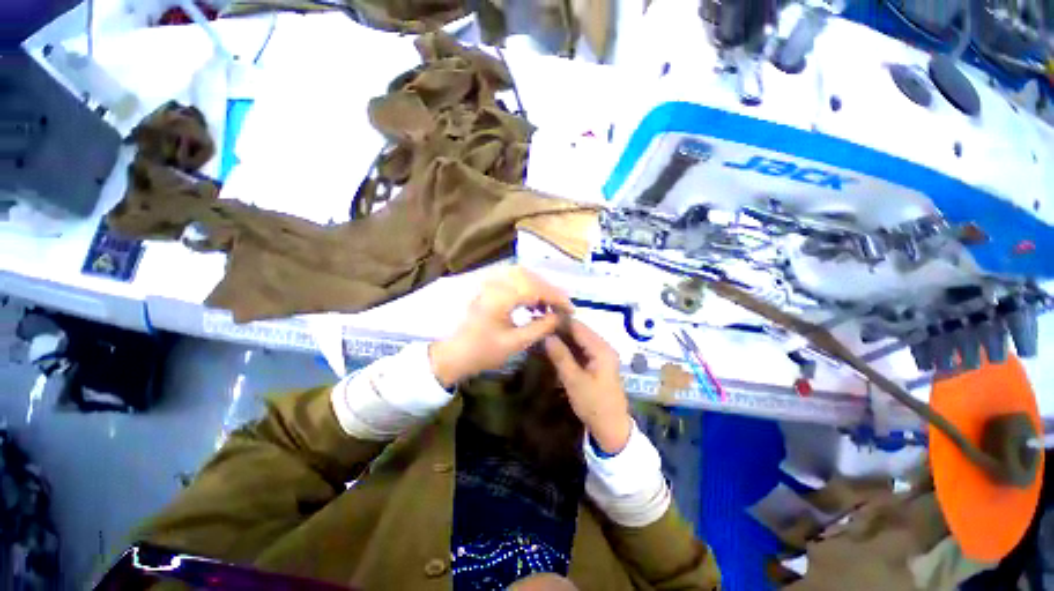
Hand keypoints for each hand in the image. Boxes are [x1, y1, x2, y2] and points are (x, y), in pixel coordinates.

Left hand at [429, 267, 572, 387]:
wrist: (454, 353)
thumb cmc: (483, 352)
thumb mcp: (515, 343)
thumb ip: (540, 327)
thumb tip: (559, 316)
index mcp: (500, 297)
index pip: (535, 288)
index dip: (556, 297)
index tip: (571, 309)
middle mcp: (494, 283)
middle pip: (530, 276)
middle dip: (549, 289)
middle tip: (561, 306)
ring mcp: (489, 282)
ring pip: (522, 274)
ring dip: (539, 286)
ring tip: (548, 304)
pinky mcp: (488, 286)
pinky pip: (512, 278)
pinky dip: (527, 286)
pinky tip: (532, 301)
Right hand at [544, 320, 631, 454]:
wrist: (612, 428)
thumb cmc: (593, 404)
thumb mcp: (574, 380)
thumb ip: (560, 356)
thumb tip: (546, 335)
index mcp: (601, 349)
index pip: (578, 327)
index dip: (560, 322)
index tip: (542, 318)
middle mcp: (604, 347)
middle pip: (580, 332)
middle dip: (560, 329)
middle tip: (540, 328)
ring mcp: (602, 355)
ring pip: (580, 340)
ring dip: (564, 338)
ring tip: (544, 335)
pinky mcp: (598, 363)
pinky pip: (582, 350)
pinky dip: (569, 348)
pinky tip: (556, 348)